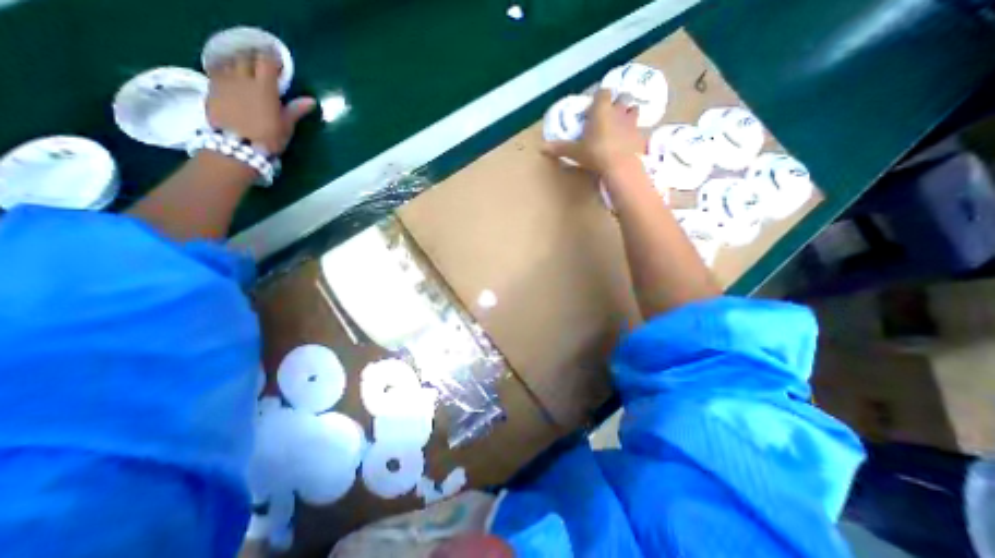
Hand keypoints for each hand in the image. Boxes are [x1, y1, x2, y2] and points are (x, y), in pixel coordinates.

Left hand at [208, 51, 316, 154]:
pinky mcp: (211, 87)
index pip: (267, 63)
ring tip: (246, 68)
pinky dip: (225, 68)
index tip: (279, 63)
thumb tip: (311, 100)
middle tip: (263, 64)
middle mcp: (242, 79)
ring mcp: (224, 81)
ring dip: (238, 61)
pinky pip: (217, 70)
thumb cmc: (267, 138)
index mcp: (264, 88)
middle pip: (246, 58)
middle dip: (255, 58)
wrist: (236, 146)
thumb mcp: (285, 126)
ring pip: (229, 61)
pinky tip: (230, 76)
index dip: (273, 60)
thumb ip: (295, 110)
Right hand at [544, 87, 646, 173]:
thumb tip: (541, 147)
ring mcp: (632, 123)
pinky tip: (630, 142)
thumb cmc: (595, 154)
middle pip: (621, 97)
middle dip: (616, 103)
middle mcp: (619, 111)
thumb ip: (559, 148)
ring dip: (628, 115)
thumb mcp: (575, 152)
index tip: (594, 106)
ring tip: (621, 125)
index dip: (599, 97)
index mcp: (602, 110)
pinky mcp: (641, 136)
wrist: (620, 166)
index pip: (603, 92)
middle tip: (609, 115)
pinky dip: (635, 133)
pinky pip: (639, 130)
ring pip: (633, 110)